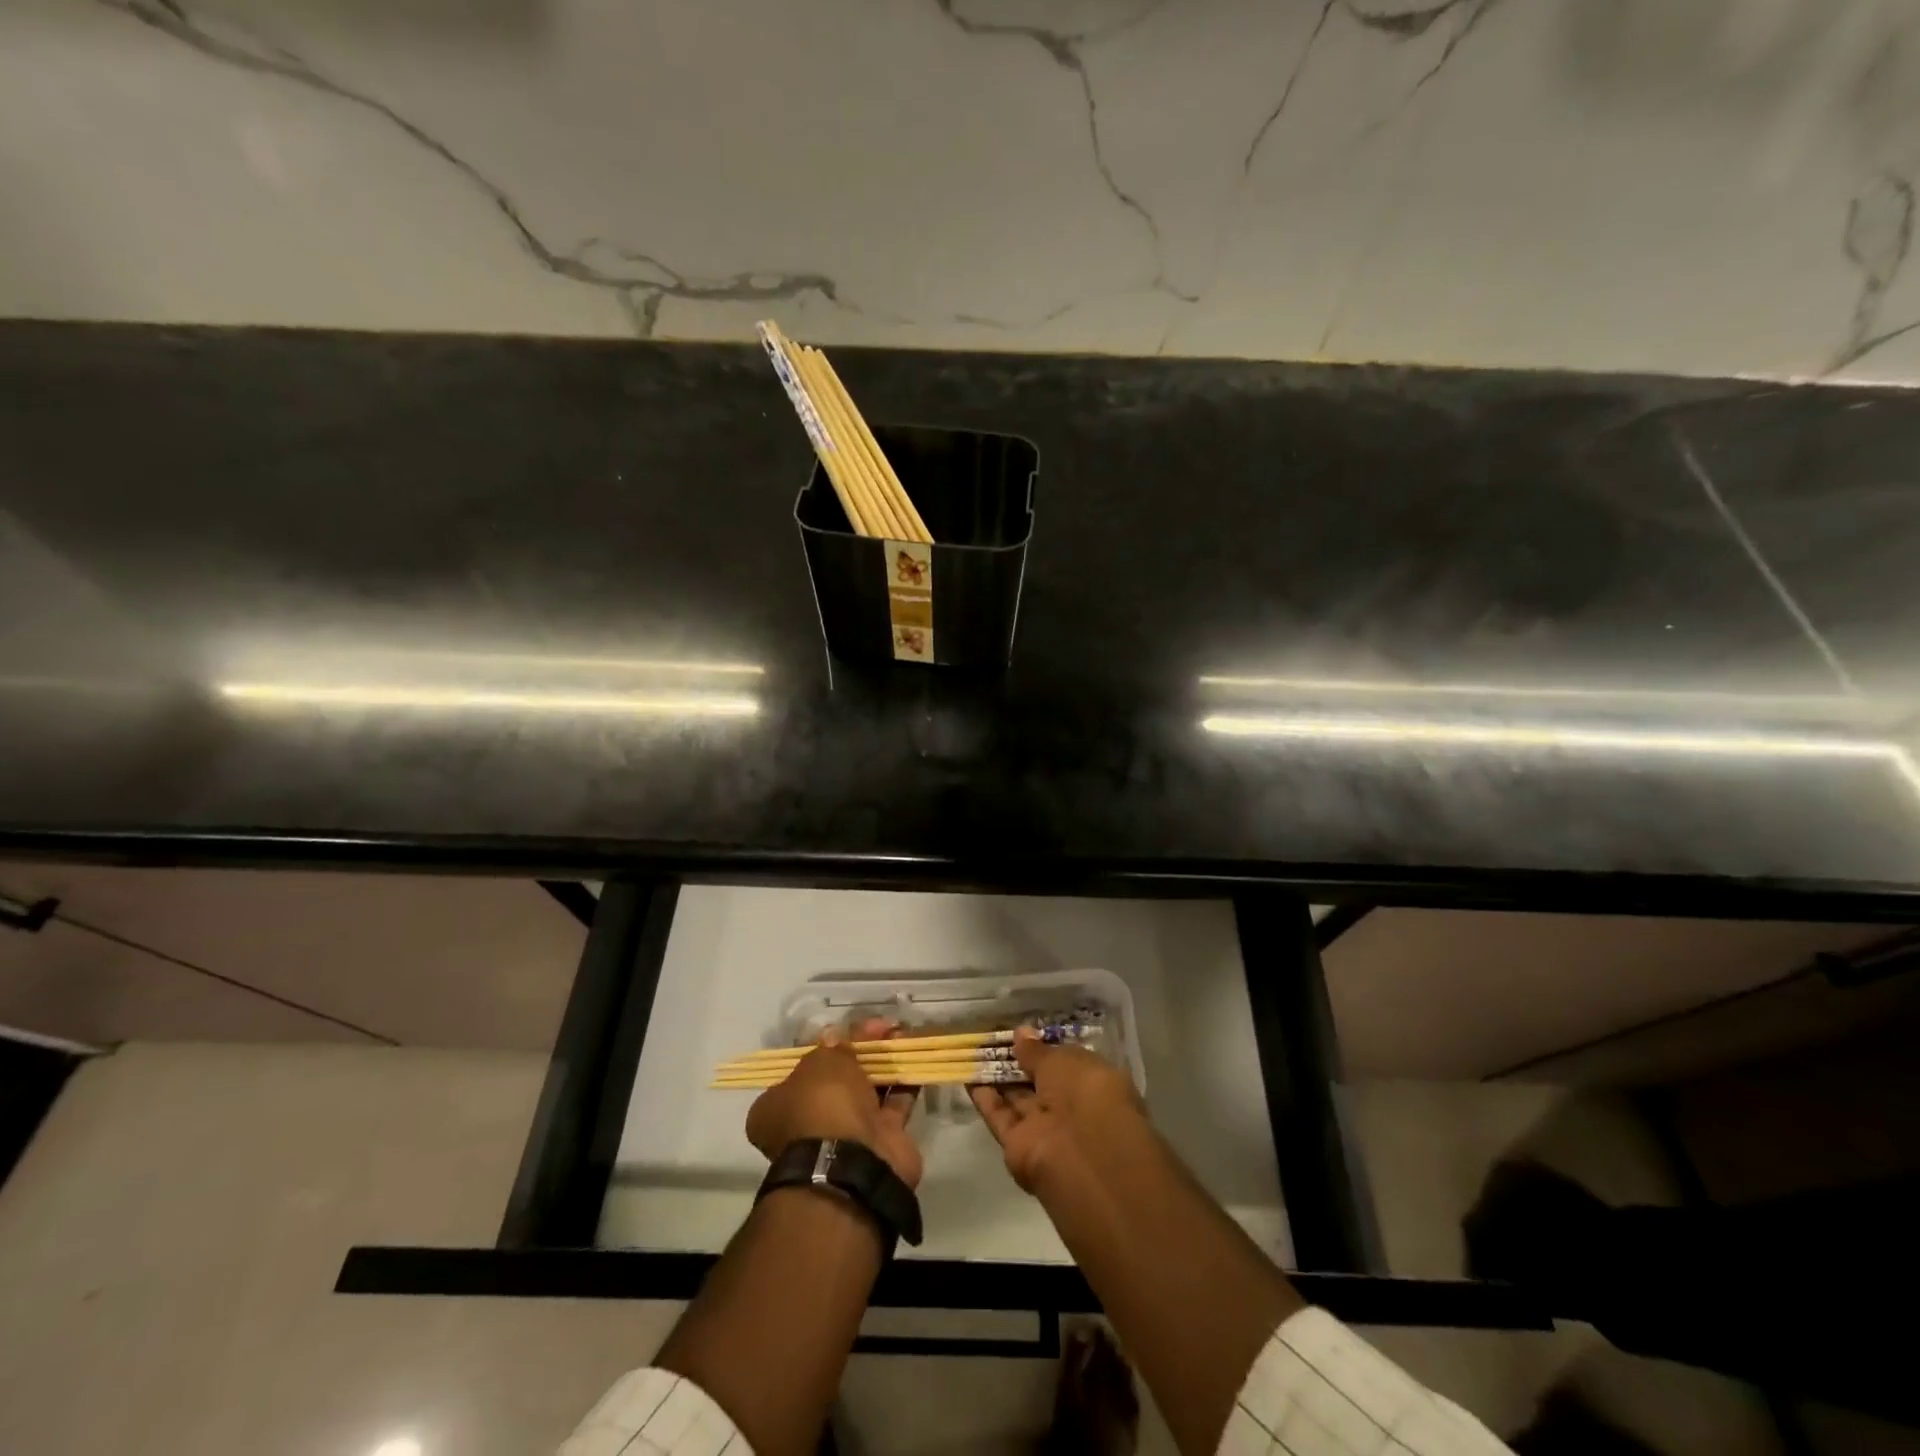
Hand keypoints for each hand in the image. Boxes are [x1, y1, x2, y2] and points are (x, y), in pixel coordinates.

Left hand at [746, 1019, 922, 1187]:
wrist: (854, 1165)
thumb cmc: (822, 1106)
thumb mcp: (822, 1063)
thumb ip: (832, 1047)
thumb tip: (837, 1038)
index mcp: (778, 1108)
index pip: (798, 1071)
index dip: (822, 1048)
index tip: (843, 1031)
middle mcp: (810, 1123)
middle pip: (837, 1078)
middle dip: (861, 1051)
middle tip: (882, 1027)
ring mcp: (847, 1135)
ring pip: (868, 1089)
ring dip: (885, 1061)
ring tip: (903, 1033)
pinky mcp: (881, 1141)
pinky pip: (895, 1103)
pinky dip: (905, 1080)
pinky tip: (916, 1055)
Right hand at [970, 1028, 1145, 1192]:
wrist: (1079, 1153)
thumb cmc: (1083, 1092)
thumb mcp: (1062, 1060)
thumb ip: (1038, 1051)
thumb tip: (1021, 1033)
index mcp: (1091, 1083)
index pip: (1065, 1063)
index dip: (1043, 1049)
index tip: (1021, 1034)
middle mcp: (1068, 1106)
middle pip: (1038, 1082)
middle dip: (1018, 1062)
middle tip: (991, 1040)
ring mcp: (1044, 1128)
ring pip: (1017, 1099)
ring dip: (998, 1078)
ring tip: (974, 1052)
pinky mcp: (1019, 1145)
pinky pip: (1000, 1117)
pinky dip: (985, 1099)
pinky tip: (968, 1077)